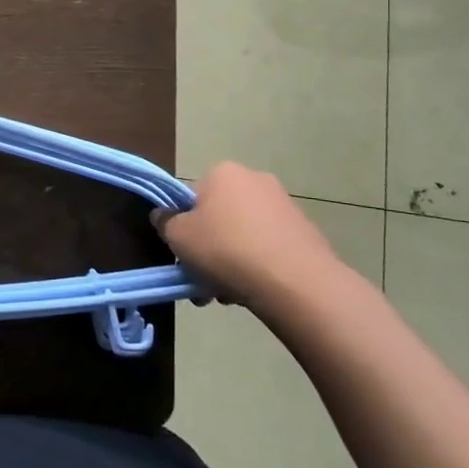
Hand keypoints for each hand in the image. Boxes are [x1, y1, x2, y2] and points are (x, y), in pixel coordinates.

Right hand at [154, 162, 341, 312]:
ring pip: (244, 235)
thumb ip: (165, 222)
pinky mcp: (305, 232)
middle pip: (220, 217)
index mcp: (223, 172)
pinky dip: (258, 266)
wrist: (295, 282)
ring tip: (228, 294)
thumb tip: (163, 215)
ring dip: (231, 261)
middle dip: (209, 249)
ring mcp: (284, 205)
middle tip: (203, 282)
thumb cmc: (226, 250)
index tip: (184, 257)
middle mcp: (255, 179)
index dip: (185, 228)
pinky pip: (269, 248)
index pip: (193, 197)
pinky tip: (253, 292)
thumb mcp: (179, 237)